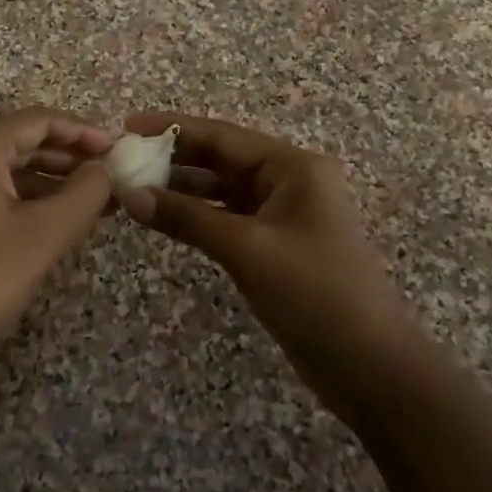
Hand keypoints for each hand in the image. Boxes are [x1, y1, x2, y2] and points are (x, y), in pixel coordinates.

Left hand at [0, 108, 114, 379]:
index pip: (38, 120)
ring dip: (48, 181)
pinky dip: (21, 198)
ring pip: (3, 168)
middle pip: (19, 140)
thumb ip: (84, 195)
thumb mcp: (42, 237)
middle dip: (69, 158)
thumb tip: (106, 170)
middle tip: (111, 179)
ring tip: (93, 203)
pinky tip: (52, 219)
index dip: (83, 132)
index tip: (119, 150)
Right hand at [119, 113, 414, 404]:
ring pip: (221, 190)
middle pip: (221, 158)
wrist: (369, 365)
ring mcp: (282, 215)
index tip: (127, 125)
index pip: (223, 136)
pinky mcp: (274, 245)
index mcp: (293, 167)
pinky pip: (226, 218)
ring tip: (131, 186)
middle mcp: (288, 181)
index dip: (173, 128)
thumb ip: (187, 217)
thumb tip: (131, 196)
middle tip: (122, 160)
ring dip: (180, 188)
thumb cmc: (314, 293)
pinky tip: (162, 217)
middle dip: (173, 158)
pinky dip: (195, 216)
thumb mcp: (247, 249)